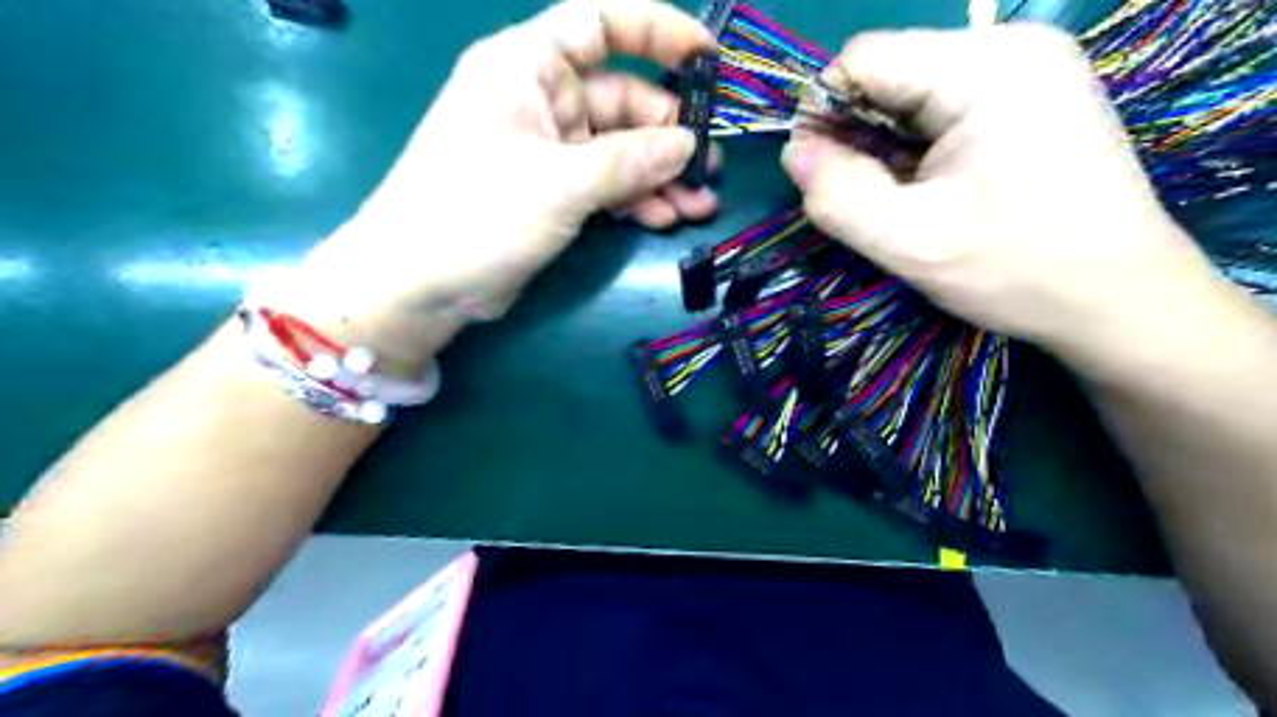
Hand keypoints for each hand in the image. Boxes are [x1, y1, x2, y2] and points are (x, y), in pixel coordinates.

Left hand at [269, 1, 712, 367]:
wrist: (418, 284)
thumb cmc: (477, 214)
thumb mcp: (559, 183)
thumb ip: (629, 161)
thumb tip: (689, 145)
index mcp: (528, 67)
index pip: (600, 23)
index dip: (657, 30)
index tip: (708, 59)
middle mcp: (541, 100)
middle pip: (622, 98)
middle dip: (669, 134)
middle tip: (709, 169)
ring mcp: (548, 150)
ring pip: (619, 150)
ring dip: (660, 175)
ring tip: (700, 204)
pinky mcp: (552, 193)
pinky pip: (605, 185)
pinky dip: (634, 200)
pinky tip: (664, 220)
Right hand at [785, 21, 1220, 368]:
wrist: (1117, 298)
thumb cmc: (1017, 269)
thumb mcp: (910, 242)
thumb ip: (837, 195)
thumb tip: (794, 153)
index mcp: (985, 67)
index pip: (862, 59)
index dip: (825, 116)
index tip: (822, 178)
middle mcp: (1009, 47)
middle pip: (887, 72)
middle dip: (857, 135)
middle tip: (865, 200)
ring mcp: (1026, 69)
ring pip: (909, 93)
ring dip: (885, 147)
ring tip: (901, 201)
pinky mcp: (1029, 97)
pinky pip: (941, 108)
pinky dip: (915, 149)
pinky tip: (930, 190)